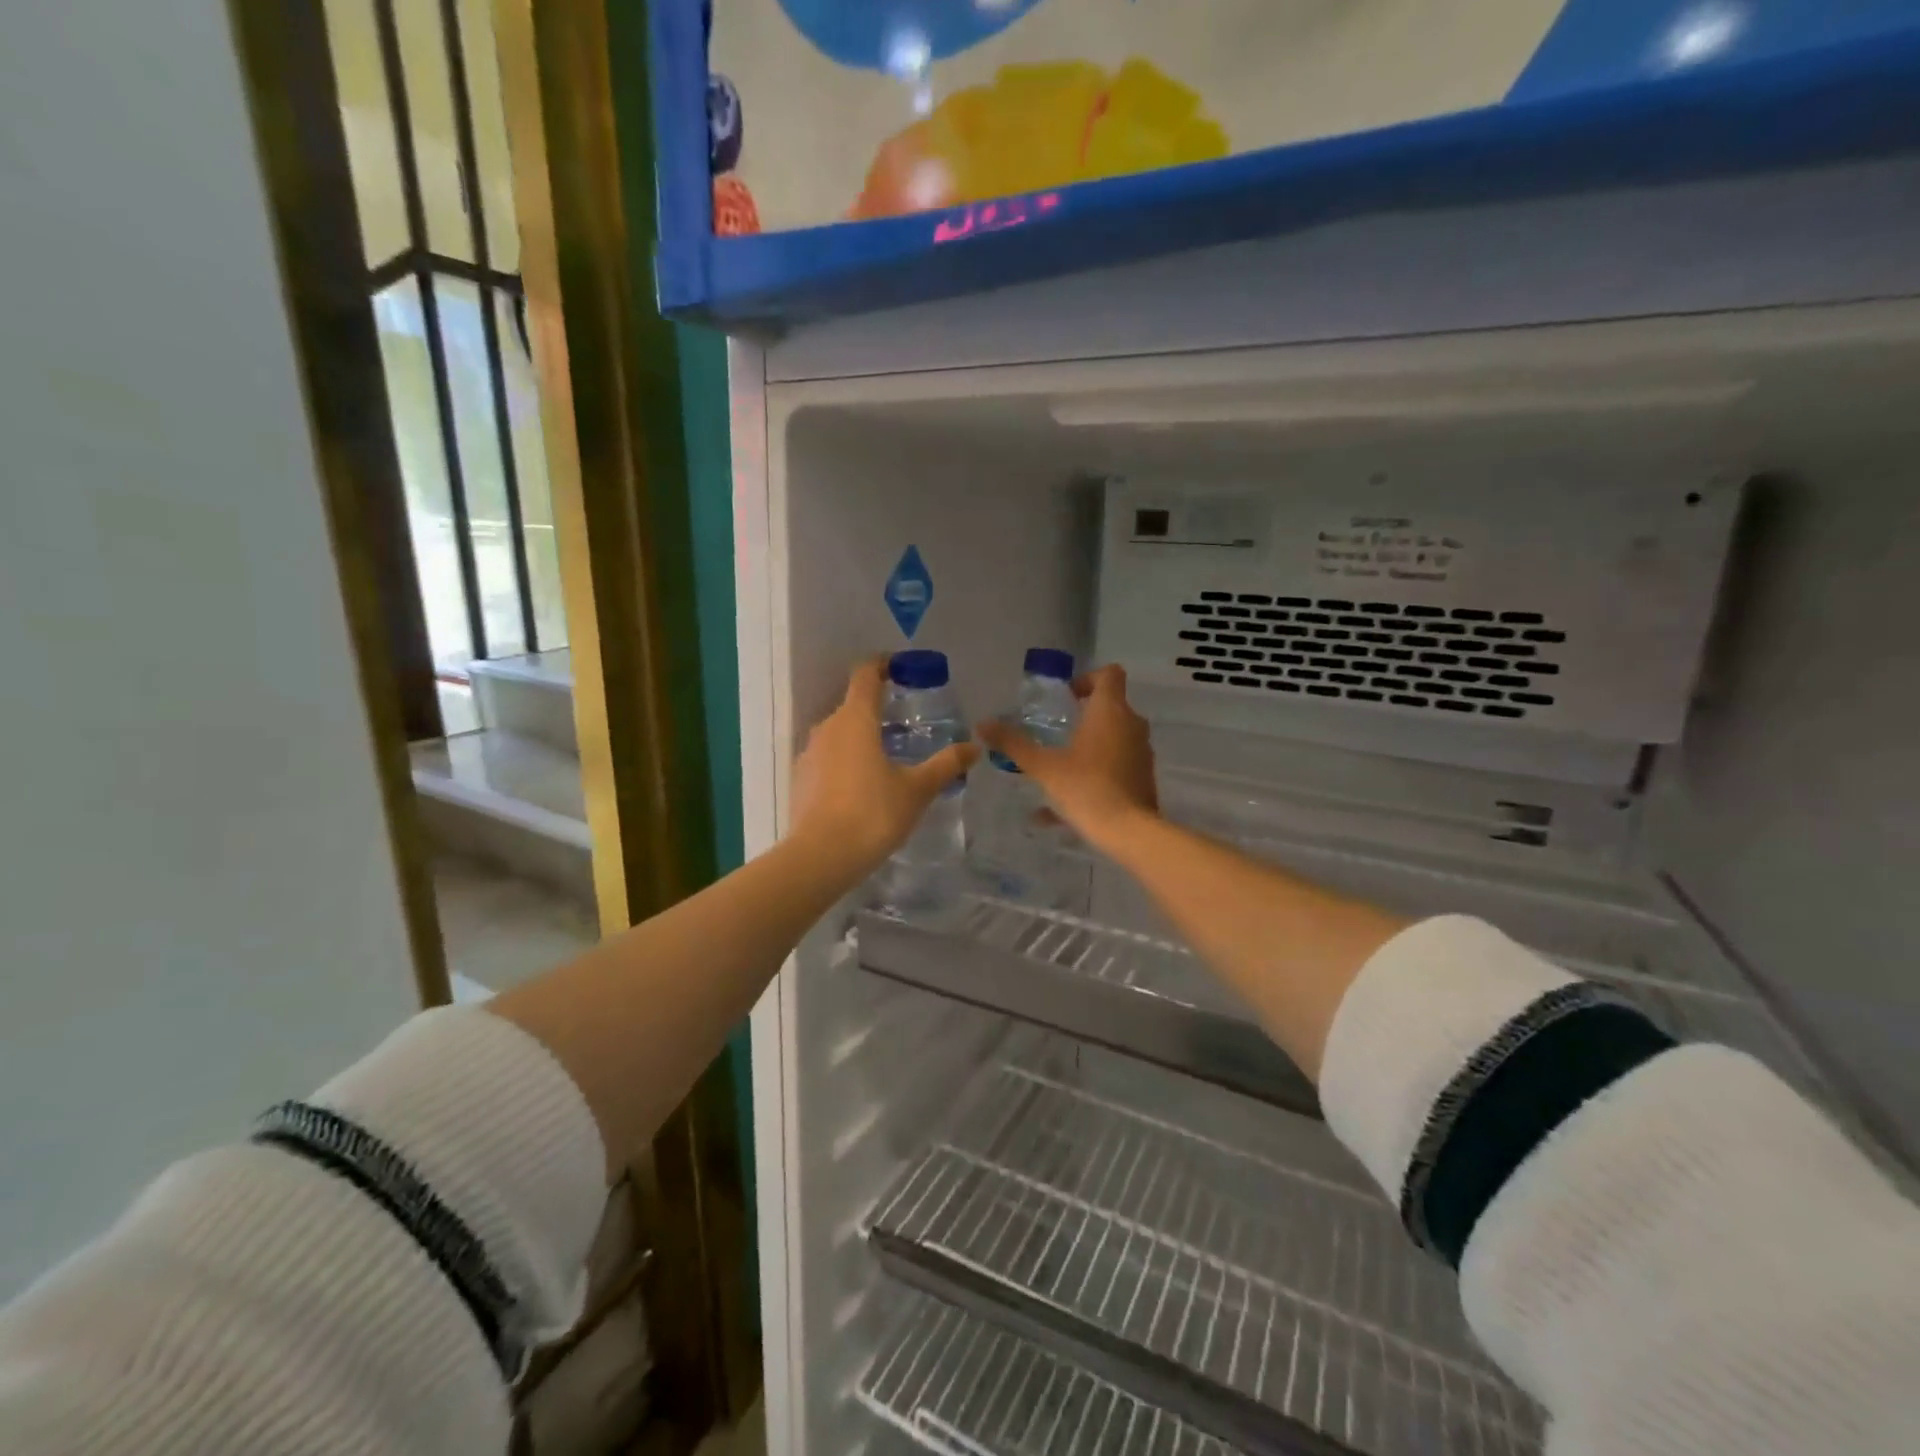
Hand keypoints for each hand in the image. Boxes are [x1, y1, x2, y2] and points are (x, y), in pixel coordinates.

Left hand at [791, 658, 978, 878]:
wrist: (821, 857)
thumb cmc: (873, 813)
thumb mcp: (917, 789)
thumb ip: (945, 765)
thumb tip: (974, 748)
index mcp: (856, 718)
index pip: (866, 674)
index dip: (883, 665)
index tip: (900, 669)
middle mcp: (828, 727)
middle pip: (853, 705)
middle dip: (878, 709)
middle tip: (906, 725)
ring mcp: (809, 753)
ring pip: (839, 733)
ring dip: (861, 737)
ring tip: (887, 758)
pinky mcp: (801, 779)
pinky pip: (827, 759)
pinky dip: (846, 762)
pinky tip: (863, 787)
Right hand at [976, 664, 1157, 849]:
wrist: (1128, 832)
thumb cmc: (1085, 787)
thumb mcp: (1043, 766)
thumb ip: (1013, 744)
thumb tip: (982, 724)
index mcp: (1110, 712)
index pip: (1109, 674)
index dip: (1088, 679)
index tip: (1067, 697)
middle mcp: (1131, 726)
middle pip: (1111, 707)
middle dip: (1084, 716)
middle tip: (1056, 731)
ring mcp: (1141, 753)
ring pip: (1114, 740)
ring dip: (1088, 747)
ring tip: (1057, 768)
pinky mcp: (1143, 779)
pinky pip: (1115, 768)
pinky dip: (1093, 775)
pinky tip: (1061, 808)